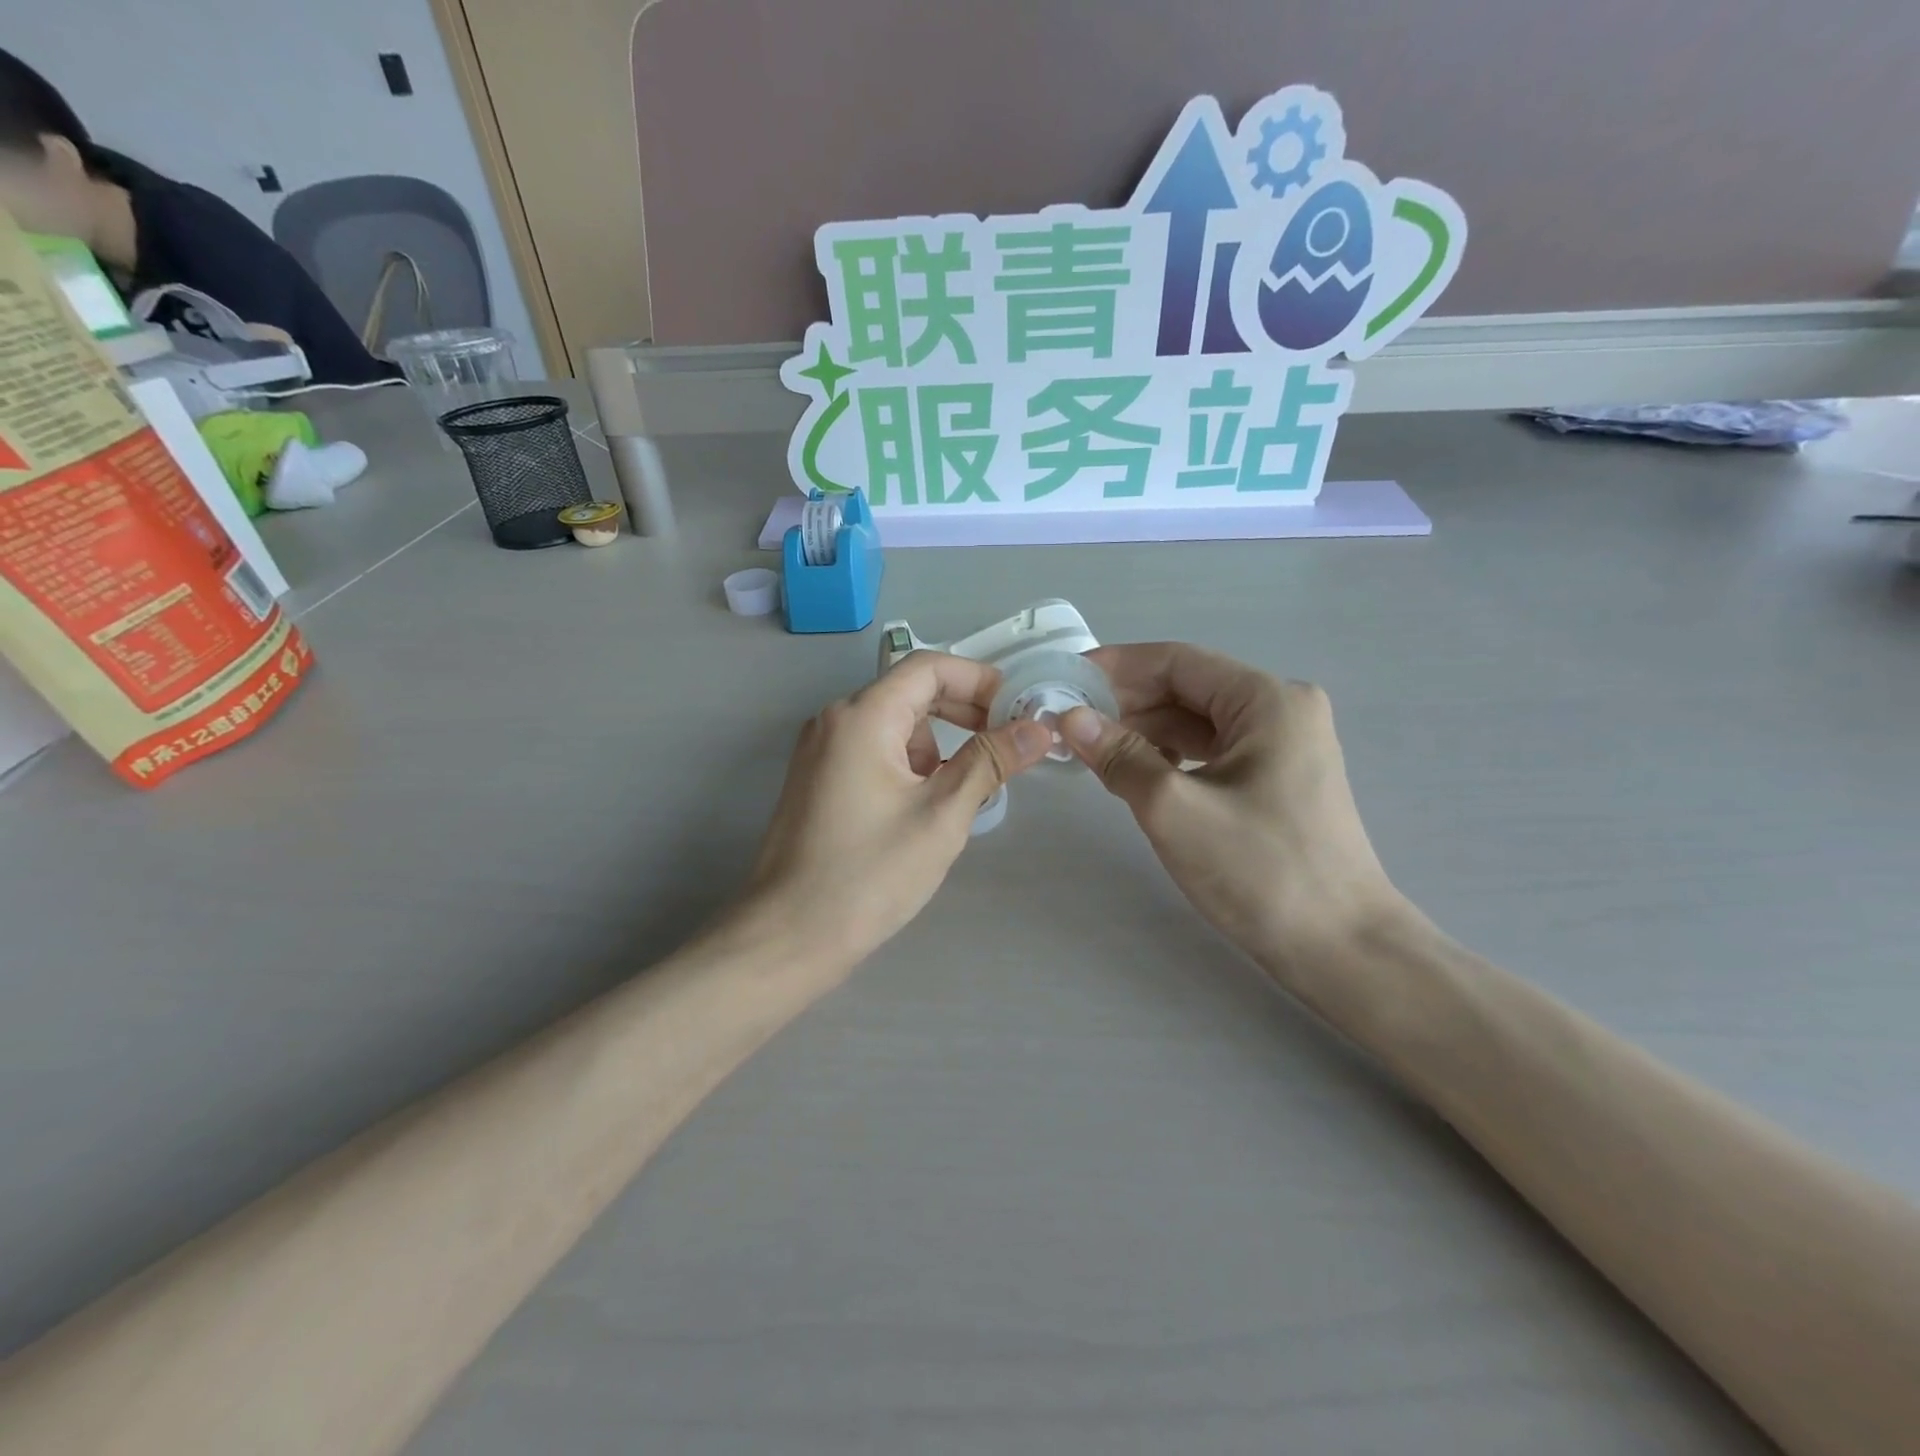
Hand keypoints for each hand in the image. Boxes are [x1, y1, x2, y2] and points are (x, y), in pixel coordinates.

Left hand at [742, 651, 1052, 968]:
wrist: (789, 936)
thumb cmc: (869, 874)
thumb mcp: (941, 815)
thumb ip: (990, 761)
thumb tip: (1040, 728)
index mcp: (862, 716)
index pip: (929, 667)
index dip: (980, 679)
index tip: (1019, 709)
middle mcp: (835, 720)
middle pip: (910, 692)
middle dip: (964, 711)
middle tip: (1008, 743)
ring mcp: (822, 750)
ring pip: (894, 725)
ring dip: (938, 743)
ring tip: (970, 786)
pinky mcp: (819, 779)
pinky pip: (875, 751)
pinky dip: (910, 763)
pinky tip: (930, 803)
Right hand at [1062, 643, 1402, 972]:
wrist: (1341, 948)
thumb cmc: (1260, 871)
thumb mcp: (1175, 810)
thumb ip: (1119, 756)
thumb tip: (1069, 717)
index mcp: (1267, 700)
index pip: (1178, 661)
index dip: (1117, 667)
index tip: (1066, 679)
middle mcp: (1281, 709)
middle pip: (1188, 688)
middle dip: (1128, 702)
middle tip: (1070, 721)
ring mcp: (1284, 745)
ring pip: (1198, 722)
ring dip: (1145, 731)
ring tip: (1093, 749)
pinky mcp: (1279, 778)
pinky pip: (1213, 750)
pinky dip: (1171, 756)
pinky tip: (1137, 774)